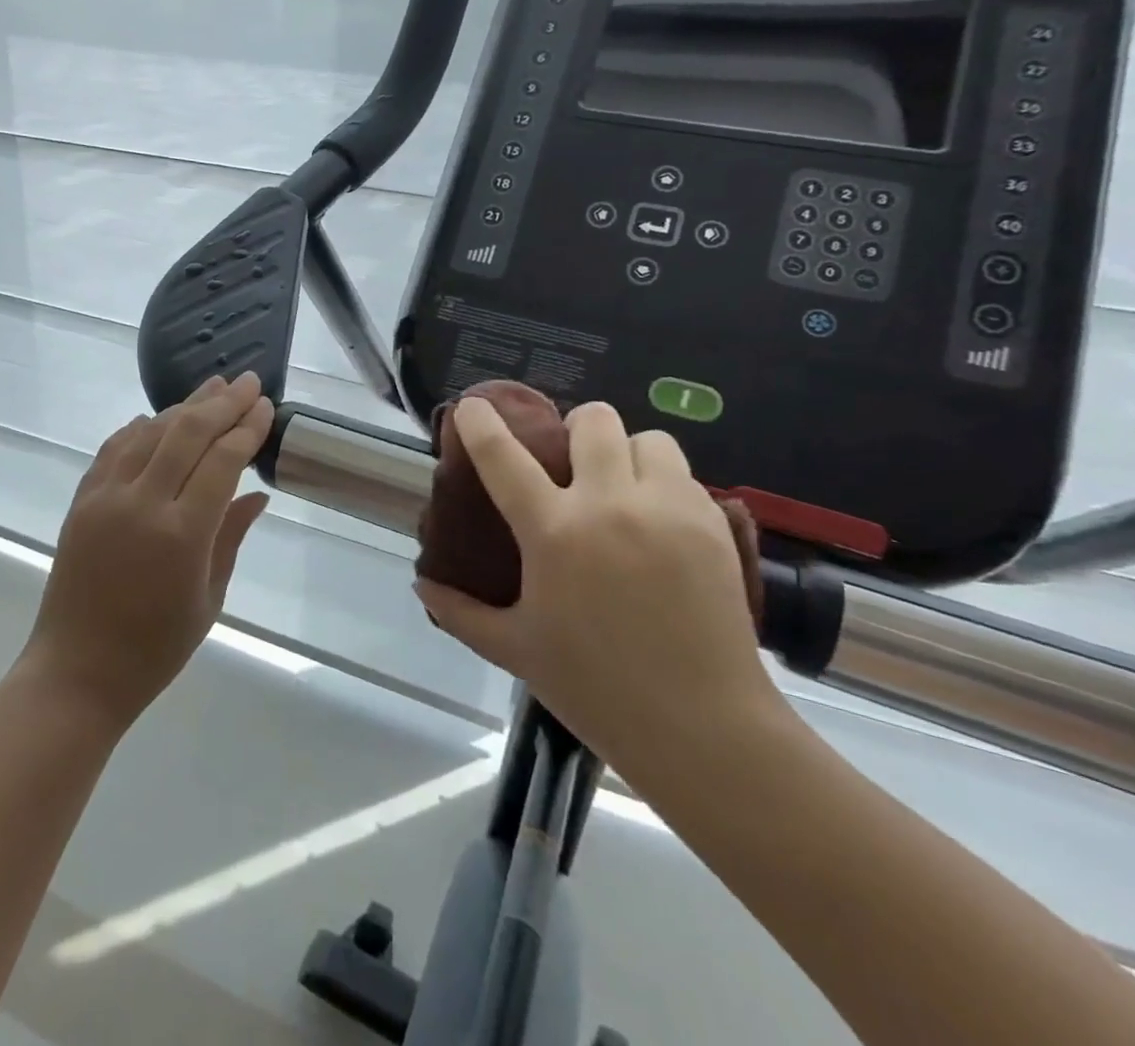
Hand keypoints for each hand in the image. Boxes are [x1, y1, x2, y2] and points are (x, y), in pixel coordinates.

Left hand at [23, 372, 274, 729]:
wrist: (76, 672)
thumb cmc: (154, 648)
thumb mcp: (209, 597)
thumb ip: (232, 536)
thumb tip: (257, 492)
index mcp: (182, 534)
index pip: (222, 460)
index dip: (246, 428)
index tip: (265, 406)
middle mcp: (142, 504)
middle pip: (187, 433)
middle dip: (222, 403)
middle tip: (248, 382)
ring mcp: (105, 498)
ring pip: (150, 432)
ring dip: (184, 406)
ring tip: (212, 388)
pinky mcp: (81, 501)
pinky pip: (114, 449)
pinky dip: (140, 428)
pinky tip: (157, 418)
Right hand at [413, 398, 784, 782]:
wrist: (703, 728)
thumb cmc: (596, 689)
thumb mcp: (515, 649)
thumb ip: (460, 612)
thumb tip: (422, 585)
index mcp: (553, 532)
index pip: (503, 456)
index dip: (480, 423)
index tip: (473, 405)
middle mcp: (609, 505)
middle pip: (592, 421)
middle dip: (575, 429)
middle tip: (572, 462)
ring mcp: (666, 509)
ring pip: (646, 438)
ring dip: (627, 452)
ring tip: (622, 486)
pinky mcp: (713, 524)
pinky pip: (683, 474)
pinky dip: (664, 483)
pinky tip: (659, 520)